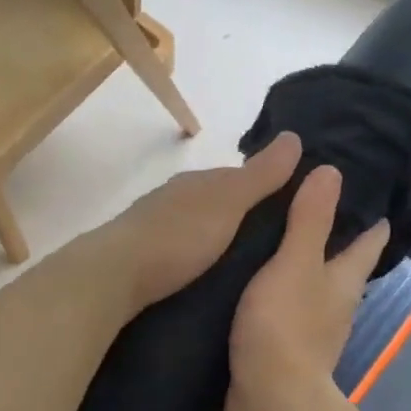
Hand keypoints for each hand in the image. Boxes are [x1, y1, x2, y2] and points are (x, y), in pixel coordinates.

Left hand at [93, 132, 303, 313]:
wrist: (115, 274)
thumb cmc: (177, 235)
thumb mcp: (227, 202)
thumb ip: (259, 176)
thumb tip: (294, 136)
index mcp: (198, 182)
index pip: (239, 177)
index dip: (268, 187)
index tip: (295, 208)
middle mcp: (176, 199)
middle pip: (218, 203)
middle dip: (244, 216)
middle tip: (276, 244)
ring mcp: (156, 228)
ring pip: (199, 227)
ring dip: (220, 239)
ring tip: (248, 264)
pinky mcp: (144, 259)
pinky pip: (182, 251)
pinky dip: (199, 257)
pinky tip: (209, 274)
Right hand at [228, 165, 389, 410]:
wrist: (268, 397)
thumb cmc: (285, 325)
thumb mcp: (295, 263)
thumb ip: (310, 220)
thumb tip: (331, 171)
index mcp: (345, 280)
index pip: (369, 241)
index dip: (372, 218)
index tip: (366, 191)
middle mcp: (336, 304)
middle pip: (344, 265)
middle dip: (334, 238)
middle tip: (308, 204)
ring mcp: (313, 330)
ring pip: (314, 288)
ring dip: (303, 266)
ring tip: (276, 239)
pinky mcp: (286, 348)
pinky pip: (287, 310)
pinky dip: (280, 293)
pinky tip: (257, 285)